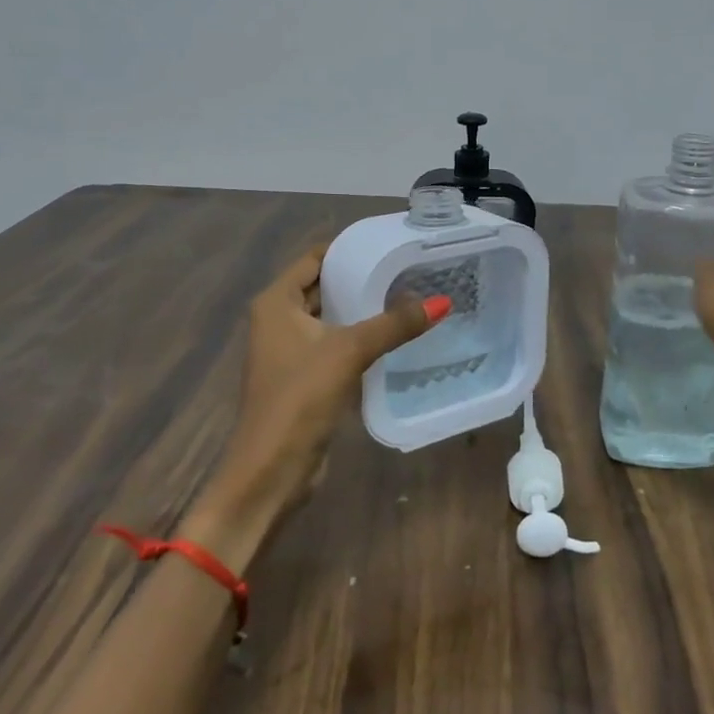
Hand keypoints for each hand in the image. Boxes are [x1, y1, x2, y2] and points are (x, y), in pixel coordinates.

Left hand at [199, 246, 444, 542]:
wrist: (271, 471)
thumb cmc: (299, 399)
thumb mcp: (349, 352)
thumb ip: (394, 324)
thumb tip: (442, 301)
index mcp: (276, 302)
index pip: (314, 258)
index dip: (349, 248)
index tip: (390, 243)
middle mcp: (278, 320)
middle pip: (324, 286)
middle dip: (361, 278)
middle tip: (408, 268)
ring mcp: (290, 351)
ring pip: (332, 318)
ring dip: (363, 310)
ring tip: (409, 296)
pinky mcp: (305, 377)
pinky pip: (336, 345)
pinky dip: (360, 337)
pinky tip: (394, 336)